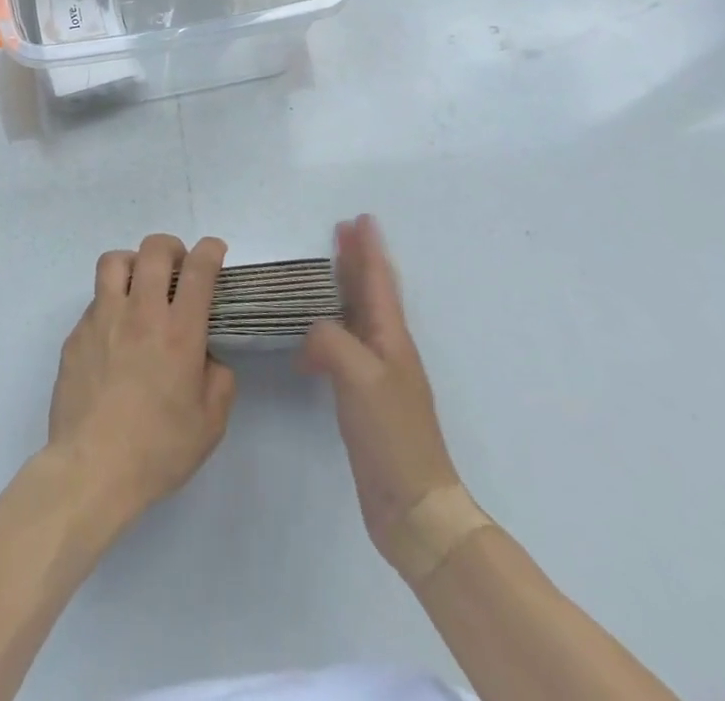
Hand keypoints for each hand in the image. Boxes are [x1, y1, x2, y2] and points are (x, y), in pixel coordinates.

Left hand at [46, 234, 236, 532]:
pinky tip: (115, 334)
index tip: (215, 250)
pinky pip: (95, 301)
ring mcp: (103, 319)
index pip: (198, 270)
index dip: (210, 250)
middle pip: (153, 250)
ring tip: (140, 284)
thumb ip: (218, 381)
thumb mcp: (210, 424)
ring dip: (133, 262)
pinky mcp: (76, 334)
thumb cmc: (157, 449)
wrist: (91, 468)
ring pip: (114, 261)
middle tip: (177, 265)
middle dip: (171, 246)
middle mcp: (140, 313)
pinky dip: (110, 303)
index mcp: (179, 332)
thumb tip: (207, 358)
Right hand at [301, 215, 461, 572]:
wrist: (414, 506)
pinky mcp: (364, 398)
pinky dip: (328, 329)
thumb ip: (330, 340)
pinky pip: (344, 346)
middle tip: (341, 231)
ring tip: (325, 272)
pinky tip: (311, 338)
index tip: (361, 218)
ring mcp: (377, 375)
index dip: (369, 249)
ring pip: (358, 317)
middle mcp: (387, 349)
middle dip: (357, 260)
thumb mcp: (358, 376)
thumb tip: (312, 334)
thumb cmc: (391, 434)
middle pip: (371, 293)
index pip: (378, 281)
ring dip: (344, 289)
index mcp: (391, 338)